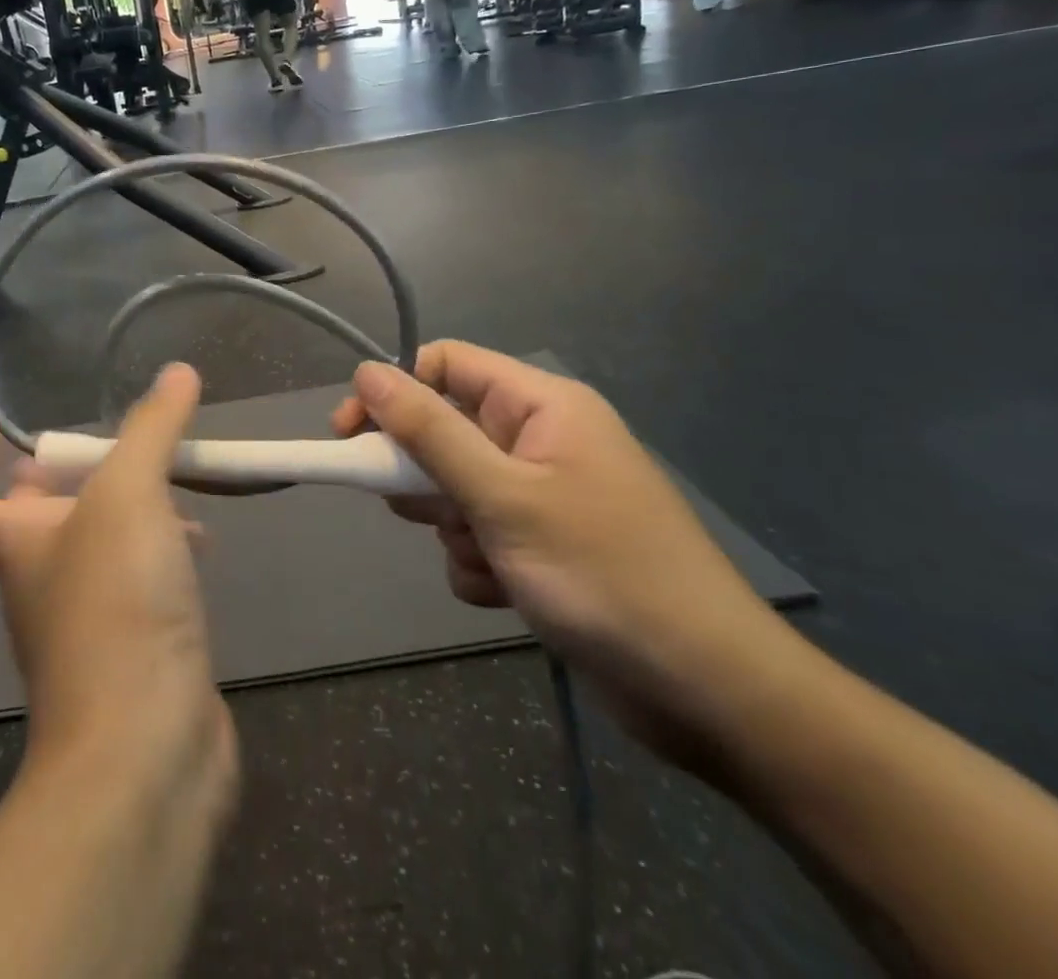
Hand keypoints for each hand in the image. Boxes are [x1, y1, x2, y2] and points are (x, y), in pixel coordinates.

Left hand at [0, 365, 237, 805]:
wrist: (144, 750)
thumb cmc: (115, 609)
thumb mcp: (130, 496)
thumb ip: (152, 429)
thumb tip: (178, 372)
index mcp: (15, 544)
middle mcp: (40, 581)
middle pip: (33, 517)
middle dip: (68, 474)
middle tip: (115, 444)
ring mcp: (85, 620)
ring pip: (94, 546)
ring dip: (127, 509)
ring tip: (178, 482)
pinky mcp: (132, 649)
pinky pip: (136, 582)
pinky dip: (160, 553)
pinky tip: (201, 545)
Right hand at [333, 343, 797, 763]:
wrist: (707, 692)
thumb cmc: (603, 574)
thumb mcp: (502, 497)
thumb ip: (429, 432)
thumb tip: (366, 372)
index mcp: (541, 407)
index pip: (447, 366)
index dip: (394, 392)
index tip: (350, 436)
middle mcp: (540, 440)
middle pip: (445, 429)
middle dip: (425, 475)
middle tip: (422, 510)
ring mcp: (543, 494)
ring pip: (456, 488)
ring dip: (453, 527)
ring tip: (487, 561)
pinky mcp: (544, 544)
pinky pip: (479, 534)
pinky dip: (477, 561)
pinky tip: (504, 592)